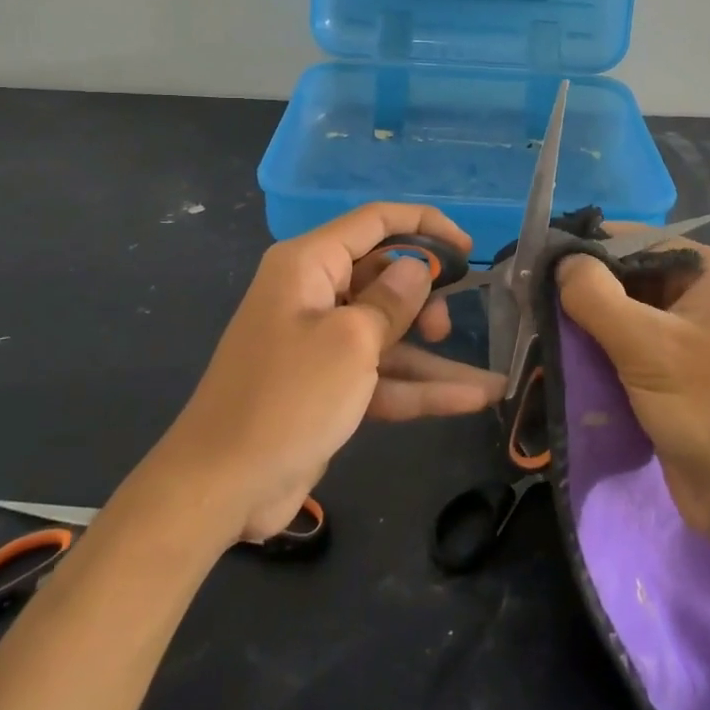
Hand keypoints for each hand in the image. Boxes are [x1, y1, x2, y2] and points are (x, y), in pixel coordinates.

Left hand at [158, 203, 505, 542]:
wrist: (221, 487)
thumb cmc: (287, 397)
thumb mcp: (351, 341)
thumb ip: (392, 300)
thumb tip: (417, 268)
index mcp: (309, 265)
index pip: (376, 222)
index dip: (425, 225)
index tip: (468, 247)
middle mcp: (315, 294)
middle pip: (385, 276)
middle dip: (425, 298)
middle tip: (446, 326)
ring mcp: (322, 342)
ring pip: (390, 331)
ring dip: (434, 355)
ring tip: (488, 379)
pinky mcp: (330, 385)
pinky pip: (382, 373)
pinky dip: (421, 387)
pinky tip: (472, 399)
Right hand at [557, 236, 709, 559]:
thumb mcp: (647, 346)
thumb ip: (595, 295)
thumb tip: (559, 260)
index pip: (639, 241)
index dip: (589, 248)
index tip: (537, 261)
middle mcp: (707, 297)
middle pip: (632, 277)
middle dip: (585, 289)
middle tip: (530, 297)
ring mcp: (695, 340)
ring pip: (628, 316)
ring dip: (588, 324)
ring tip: (538, 327)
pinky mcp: (681, 377)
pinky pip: (633, 350)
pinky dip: (601, 353)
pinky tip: (563, 357)